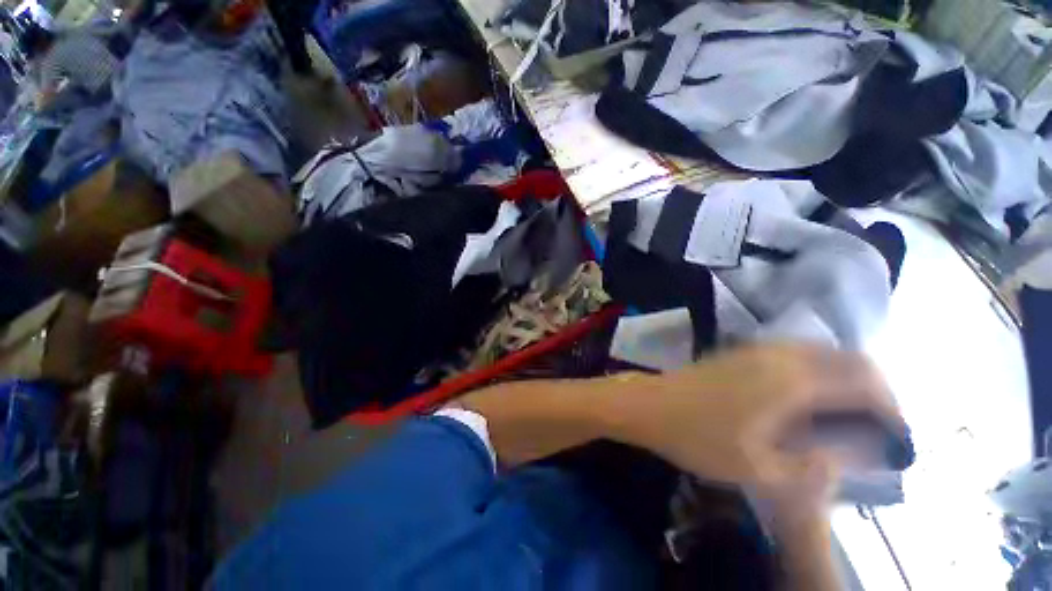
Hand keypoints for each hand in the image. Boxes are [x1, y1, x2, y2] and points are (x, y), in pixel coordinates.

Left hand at [614, 345, 904, 494]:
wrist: (647, 405)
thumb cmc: (697, 438)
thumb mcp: (759, 470)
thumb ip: (814, 468)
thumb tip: (852, 457)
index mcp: (791, 380)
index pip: (865, 382)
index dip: (892, 409)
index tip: (898, 440)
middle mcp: (779, 355)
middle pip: (849, 359)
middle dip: (875, 391)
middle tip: (879, 429)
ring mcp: (756, 349)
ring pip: (822, 352)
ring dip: (846, 379)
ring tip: (851, 417)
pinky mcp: (739, 351)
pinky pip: (795, 353)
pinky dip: (819, 371)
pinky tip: (811, 399)